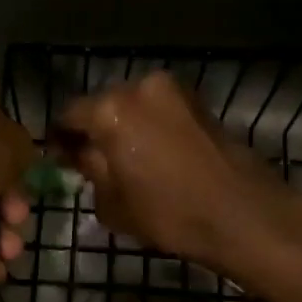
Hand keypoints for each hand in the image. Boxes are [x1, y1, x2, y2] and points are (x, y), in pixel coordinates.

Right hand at [56, 71, 301, 271]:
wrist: (242, 214)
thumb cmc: (168, 213)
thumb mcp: (111, 202)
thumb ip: (89, 170)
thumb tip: (82, 154)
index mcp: (110, 110)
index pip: (69, 115)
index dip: (60, 139)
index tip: (59, 158)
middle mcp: (139, 87)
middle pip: (102, 105)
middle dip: (94, 129)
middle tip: (92, 161)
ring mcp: (173, 90)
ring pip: (133, 106)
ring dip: (125, 127)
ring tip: (127, 160)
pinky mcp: (198, 101)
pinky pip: (159, 110)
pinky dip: (150, 127)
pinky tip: (154, 155)